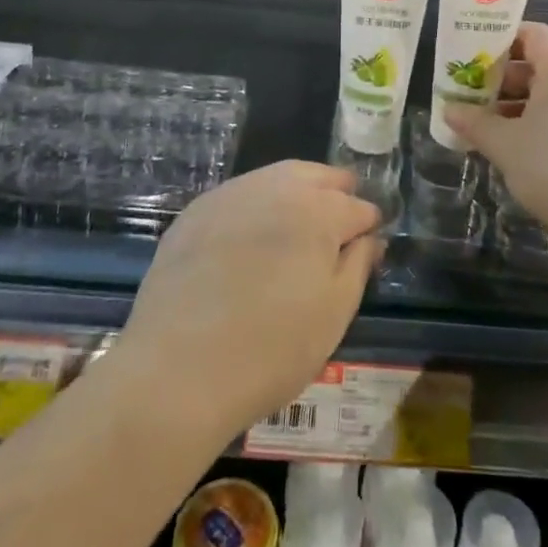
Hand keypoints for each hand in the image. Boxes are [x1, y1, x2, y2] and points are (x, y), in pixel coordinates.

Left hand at [116, 161, 381, 442]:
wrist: (177, 370)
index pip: (357, 207)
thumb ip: (358, 266)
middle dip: (335, 192)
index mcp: (319, 211)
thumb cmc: (271, 349)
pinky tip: (253, 233)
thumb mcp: (333, 315)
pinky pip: (241, 194)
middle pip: (318, 176)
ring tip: (300, 221)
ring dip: (297, 190)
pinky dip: (257, 204)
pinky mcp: (198, 209)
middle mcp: (278, 187)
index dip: (367, 225)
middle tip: (340, 219)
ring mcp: (234, 193)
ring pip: (278, 176)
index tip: (368, 242)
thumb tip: (370, 238)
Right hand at [445, 22, 547, 249]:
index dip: (499, 39)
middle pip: (538, 63)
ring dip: (517, 105)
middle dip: (501, 78)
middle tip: (470, 94)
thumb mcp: (507, 146)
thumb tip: (448, 110)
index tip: (471, 55)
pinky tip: (517, 149)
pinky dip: (538, 122)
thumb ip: (475, 123)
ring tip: (486, 125)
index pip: (531, 33)